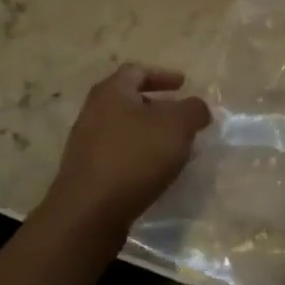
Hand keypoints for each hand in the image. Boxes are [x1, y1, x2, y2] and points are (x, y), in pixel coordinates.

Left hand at [42, 65, 211, 240]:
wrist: (89, 213)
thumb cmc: (134, 157)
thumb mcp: (177, 126)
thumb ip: (193, 110)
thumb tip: (197, 108)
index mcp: (111, 92)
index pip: (137, 71)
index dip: (163, 75)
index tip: (183, 84)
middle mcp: (93, 112)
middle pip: (129, 100)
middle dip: (158, 106)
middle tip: (182, 117)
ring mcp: (86, 144)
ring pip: (124, 129)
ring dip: (150, 133)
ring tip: (174, 147)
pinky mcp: (87, 172)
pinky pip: (119, 154)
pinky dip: (139, 155)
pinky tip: (155, 171)